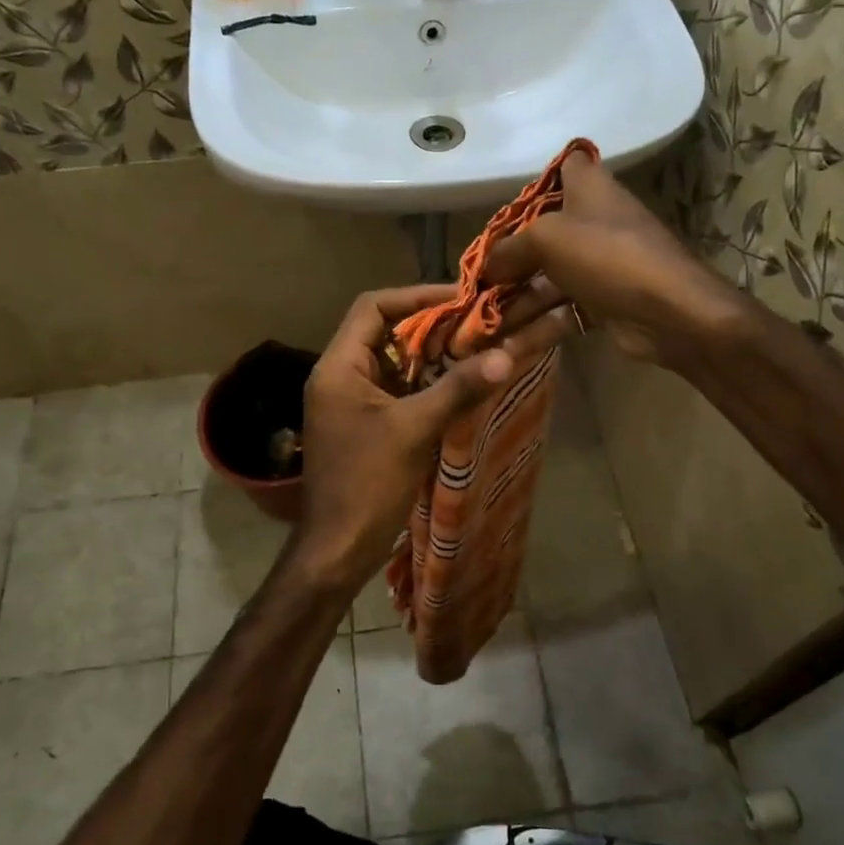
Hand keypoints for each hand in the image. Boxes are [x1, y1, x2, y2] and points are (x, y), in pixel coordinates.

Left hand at [286, 284, 573, 595]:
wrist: (338, 549)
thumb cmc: (367, 484)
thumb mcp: (414, 431)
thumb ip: (457, 389)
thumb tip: (506, 354)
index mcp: (339, 367)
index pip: (372, 307)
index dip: (416, 296)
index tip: (460, 297)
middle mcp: (340, 376)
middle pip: (384, 332)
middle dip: (429, 325)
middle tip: (476, 322)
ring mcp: (351, 402)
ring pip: (394, 362)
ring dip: (431, 355)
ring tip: (475, 347)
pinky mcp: (365, 425)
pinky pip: (397, 390)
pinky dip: (425, 383)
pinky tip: (460, 384)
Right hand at [484, 154, 745, 369]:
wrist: (670, 312)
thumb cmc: (607, 256)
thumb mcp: (547, 240)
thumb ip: (509, 249)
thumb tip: (486, 267)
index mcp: (589, 189)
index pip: (566, 167)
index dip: (538, 182)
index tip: (507, 209)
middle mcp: (594, 222)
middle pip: (542, 237)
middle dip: (507, 263)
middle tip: (474, 287)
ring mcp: (600, 266)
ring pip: (547, 281)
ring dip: (514, 306)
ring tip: (478, 329)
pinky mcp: (603, 304)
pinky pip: (560, 312)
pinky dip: (535, 329)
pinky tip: (504, 349)